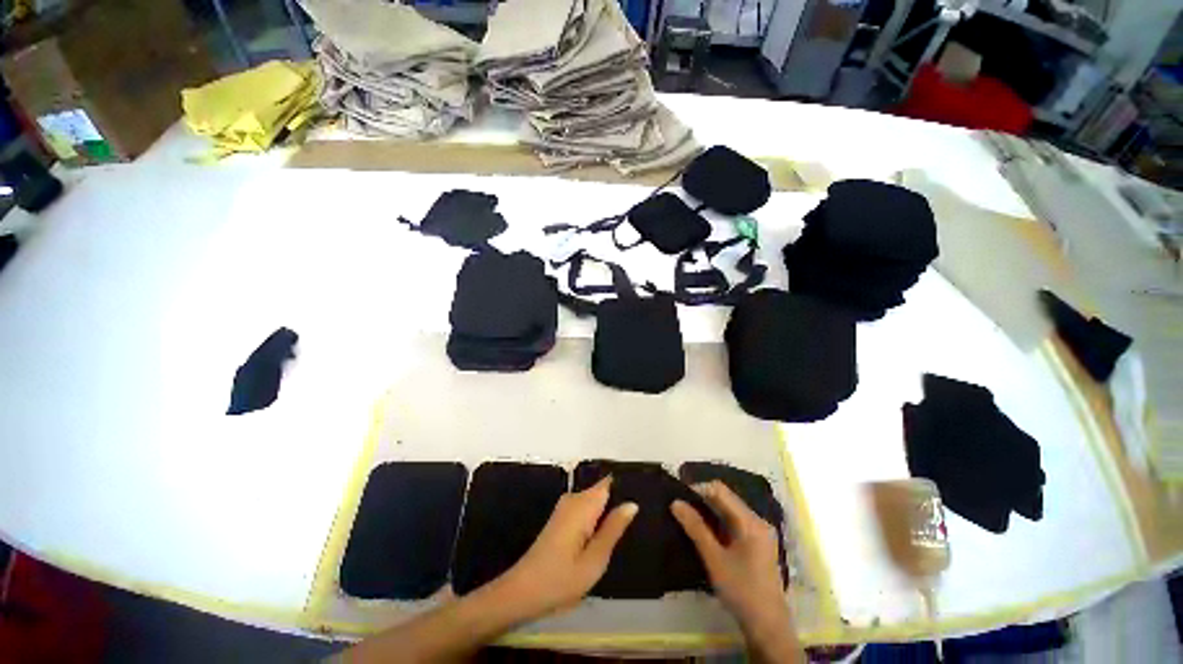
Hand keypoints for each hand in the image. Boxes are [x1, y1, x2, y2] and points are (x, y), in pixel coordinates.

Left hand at [489, 477, 636, 620]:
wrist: (522, 592)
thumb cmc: (561, 579)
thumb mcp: (595, 559)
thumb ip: (614, 528)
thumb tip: (632, 503)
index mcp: (584, 503)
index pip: (610, 482)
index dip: (626, 488)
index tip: (643, 498)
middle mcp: (575, 498)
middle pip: (604, 491)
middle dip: (619, 502)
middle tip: (639, 522)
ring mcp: (566, 506)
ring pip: (596, 501)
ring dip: (609, 512)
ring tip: (628, 529)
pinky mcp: (562, 516)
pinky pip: (587, 508)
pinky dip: (597, 518)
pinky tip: (606, 535)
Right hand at [671, 481, 792, 636]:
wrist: (767, 626)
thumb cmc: (741, 591)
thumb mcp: (714, 559)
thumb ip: (695, 528)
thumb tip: (675, 502)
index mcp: (751, 521)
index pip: (720, 491)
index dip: (698, 489)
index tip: (679, 496)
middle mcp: (757, 521)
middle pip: (726, 498)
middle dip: (702, 499)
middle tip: (680, 506)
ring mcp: (759, 532)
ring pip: (729, 510)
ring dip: (708, 510)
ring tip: (687, 515)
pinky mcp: (756, 543)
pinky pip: (734, 522)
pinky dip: (717, 521)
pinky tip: (703, 529)